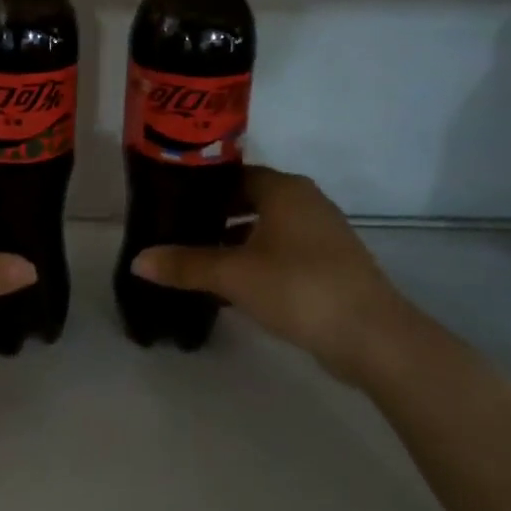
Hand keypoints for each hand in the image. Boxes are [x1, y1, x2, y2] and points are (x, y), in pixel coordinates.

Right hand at [131, 166, 412, 377]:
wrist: (372, 336)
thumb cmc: (298, 287)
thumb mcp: (234, 274)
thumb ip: (185, 265)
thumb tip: (138, 261)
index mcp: (284, 189)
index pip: (233, 174)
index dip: (200, 187)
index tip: (170, 202)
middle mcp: (305, 201)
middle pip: (249, 199)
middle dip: (214, 216)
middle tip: (176, 231)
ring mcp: (322, 232)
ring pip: (266, 227)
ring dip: (235, 240)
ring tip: (198, 259)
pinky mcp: (330, 263)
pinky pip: (283, 250)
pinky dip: (257, 258)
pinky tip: (234, 284)